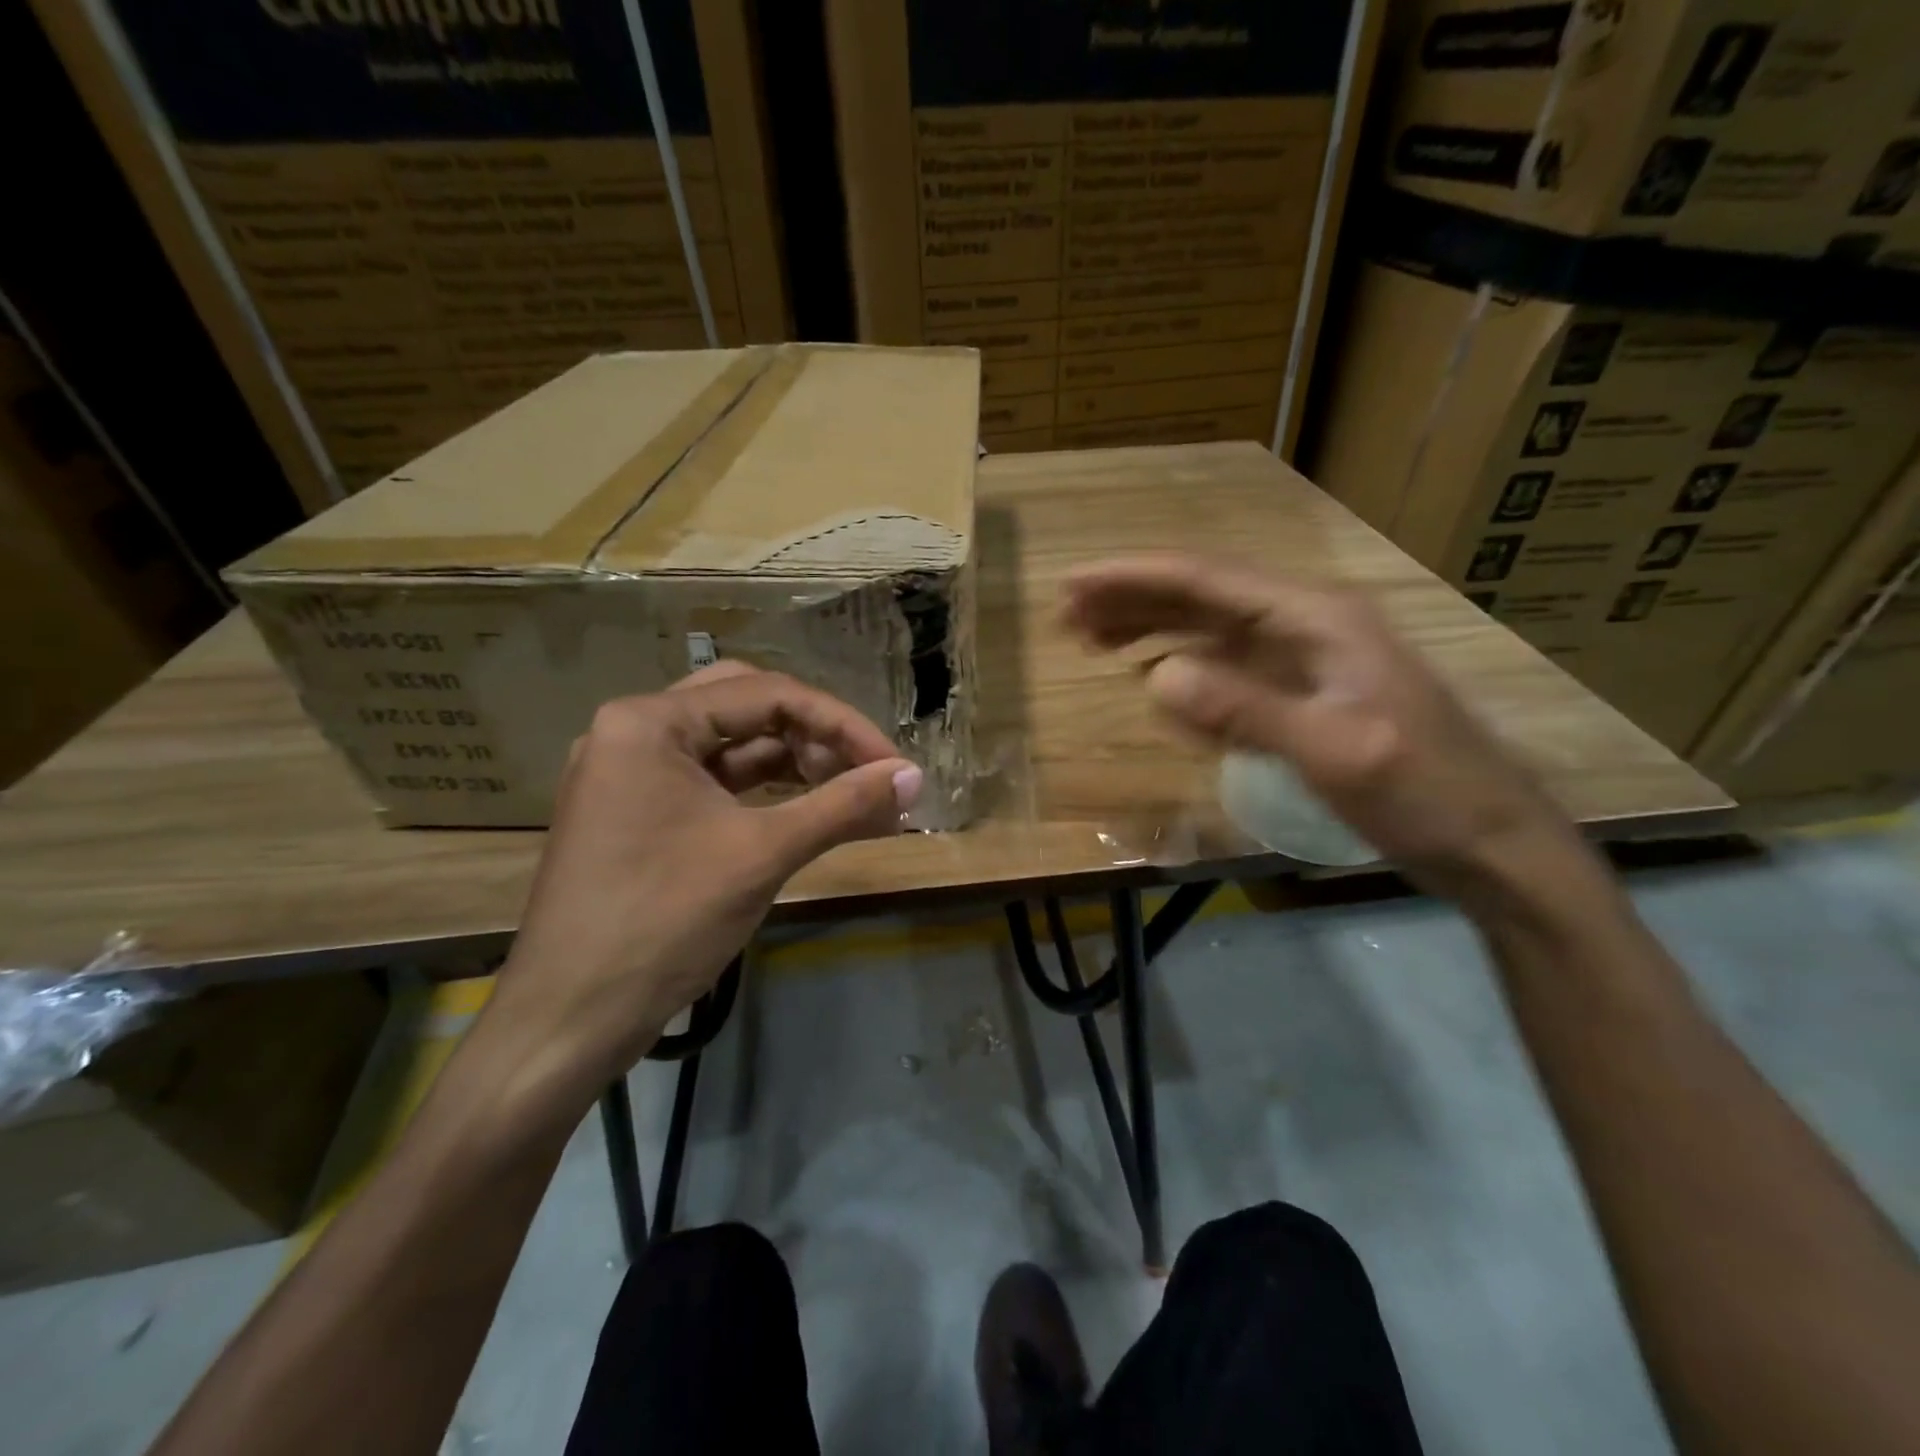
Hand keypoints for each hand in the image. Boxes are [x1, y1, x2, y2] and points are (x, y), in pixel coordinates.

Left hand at [481, 663, 921, 1113]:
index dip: (842, 725)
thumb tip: (917, 777)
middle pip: (747, 707)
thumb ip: (844, 805)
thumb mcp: (762, 854)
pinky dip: (763, 793)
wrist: (568, 1022)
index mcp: (650, 721)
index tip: (895, 765)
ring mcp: (631, 773)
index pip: (768, 694)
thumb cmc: (663, 922)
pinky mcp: (637, 813)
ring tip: (850, 794)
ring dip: (794, 764)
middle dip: (815, 736)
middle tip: (866, 772)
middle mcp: (634, 731)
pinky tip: (807, 810)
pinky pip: (713, 783)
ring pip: (731, 745)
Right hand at [1062, 555, 1591, 901]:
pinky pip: (1227, 666)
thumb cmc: (1424, 792)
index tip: (1075, 584)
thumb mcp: (1335, 753)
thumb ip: (1246, 711)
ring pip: (1210, 628)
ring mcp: (1305, 659)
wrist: (1490, 840)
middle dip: (1133, 600)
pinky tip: (1152, 677)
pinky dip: (1182, 665)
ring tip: (1092, 639)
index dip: (1136, 578)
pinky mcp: (1302, 692)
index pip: (1209, 581)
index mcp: (1317, 620)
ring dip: (1151, 628)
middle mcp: (1307, 625)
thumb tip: (1156, 677)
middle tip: (1068, 616)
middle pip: (1203, 596)